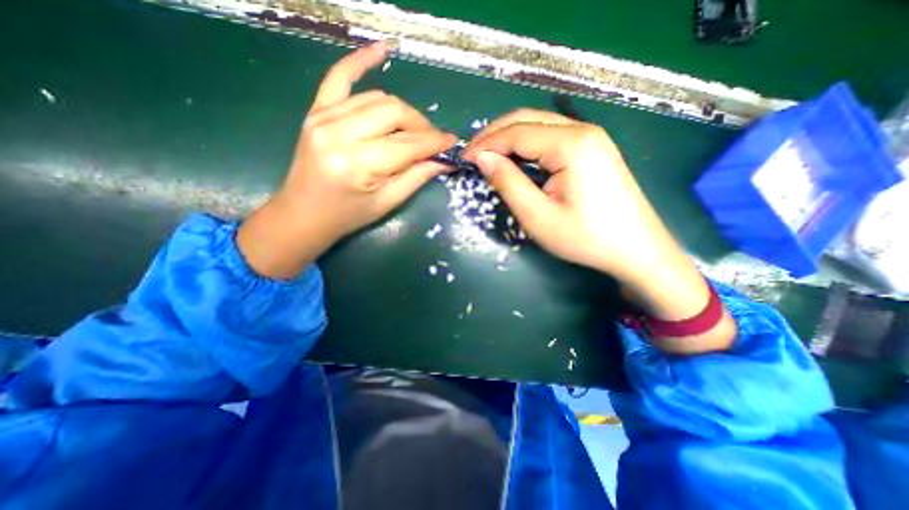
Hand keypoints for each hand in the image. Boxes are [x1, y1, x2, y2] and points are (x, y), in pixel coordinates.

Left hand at [240, 43, 457, 280]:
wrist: (303, 214)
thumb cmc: (347, 216)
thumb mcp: (386, 203)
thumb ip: (416, 178)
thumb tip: (444, 161)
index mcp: (358, 164)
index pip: (407, 144)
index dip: (435, 142)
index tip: (453, 142)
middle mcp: (339, 133)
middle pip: (395, 112)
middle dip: (421, 125)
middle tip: (433, 141)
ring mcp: (323, 116)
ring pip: (378, 98)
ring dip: (403, 111)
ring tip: (414, 129)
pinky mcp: (316, 111)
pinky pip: (339, 77)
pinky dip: (360, 61)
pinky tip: (382, 50)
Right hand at [464, 109, 733, 351]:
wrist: (636, 250)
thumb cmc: (585, 238)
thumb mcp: (537, 216)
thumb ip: (508, 182)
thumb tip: (482, 159)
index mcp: (571, 144)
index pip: (516, 132)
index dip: (485, 144)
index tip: (463, 159)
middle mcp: (582, 130)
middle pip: (527, 120)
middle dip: (494, 135)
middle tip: (473, 156)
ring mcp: (591, 137)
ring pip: (539, 126)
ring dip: (510, 139)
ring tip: (488, 158)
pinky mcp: (593, 149)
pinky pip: (551, 138)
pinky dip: (527, 146)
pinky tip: (516, 160)